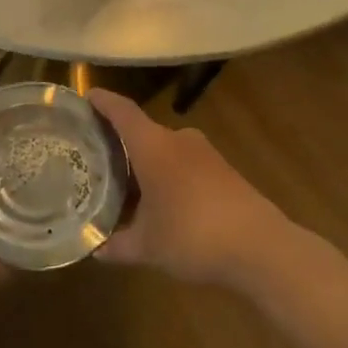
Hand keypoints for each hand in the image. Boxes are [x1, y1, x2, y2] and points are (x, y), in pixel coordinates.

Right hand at [88, 90, 286, 286]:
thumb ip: (118, 244)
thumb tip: (96, 249)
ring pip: (164, 149)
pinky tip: (162, 202)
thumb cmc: (193, 235)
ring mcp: (205, 154)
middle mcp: (178, 139)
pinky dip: (168, 176)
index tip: (84, 98)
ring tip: (126, 186)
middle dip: (119, 143)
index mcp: (153, 145)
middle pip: (141, 131)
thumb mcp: (147, 246)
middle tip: (96, 159)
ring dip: (146, 163)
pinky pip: (184, 164)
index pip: (121, 111)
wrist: (262, 249)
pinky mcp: (224, 171)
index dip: (102, 102)